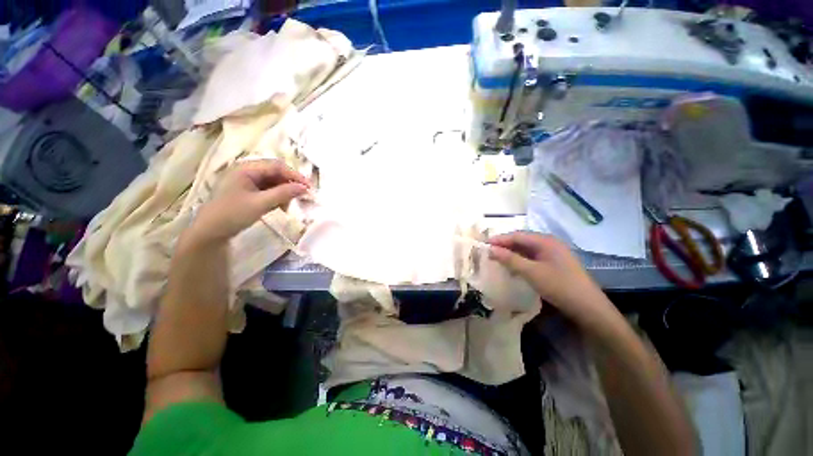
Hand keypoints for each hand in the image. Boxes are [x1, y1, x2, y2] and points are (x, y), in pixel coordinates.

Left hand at [184, 159, 308, 246]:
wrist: (210, 232)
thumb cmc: (232, 214)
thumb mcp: (260, 204)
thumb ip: (284, 194)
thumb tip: (305, 188)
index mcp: (246, 168)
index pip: (277, 166)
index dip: (295, 175)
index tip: (309, 187)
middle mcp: (247, 171)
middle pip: (276, 173)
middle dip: (290, 184)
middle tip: (302, 196)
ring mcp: (247, 181)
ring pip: (274, 182)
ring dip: (284, 192)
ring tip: (289, 205)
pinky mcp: (248, 191)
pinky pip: (268, 189)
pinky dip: (277, 197)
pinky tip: (281, 207)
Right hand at [488, 231, 612, 325]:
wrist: (588, 307)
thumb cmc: (559, 286)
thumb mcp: (531, 272)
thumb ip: (510, 259)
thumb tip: (491, 249)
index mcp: (545, 241)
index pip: (517, 235)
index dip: (500, 239)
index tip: (485, 244)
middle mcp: (549, 243)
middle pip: (522, 240)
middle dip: (505, 246)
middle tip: (489, 252)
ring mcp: (553, 253)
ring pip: (527, 249)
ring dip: (512, 253)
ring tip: (498, 258)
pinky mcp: (554, 263)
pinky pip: (533, 257)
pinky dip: (521, 260)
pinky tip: (514, 266)